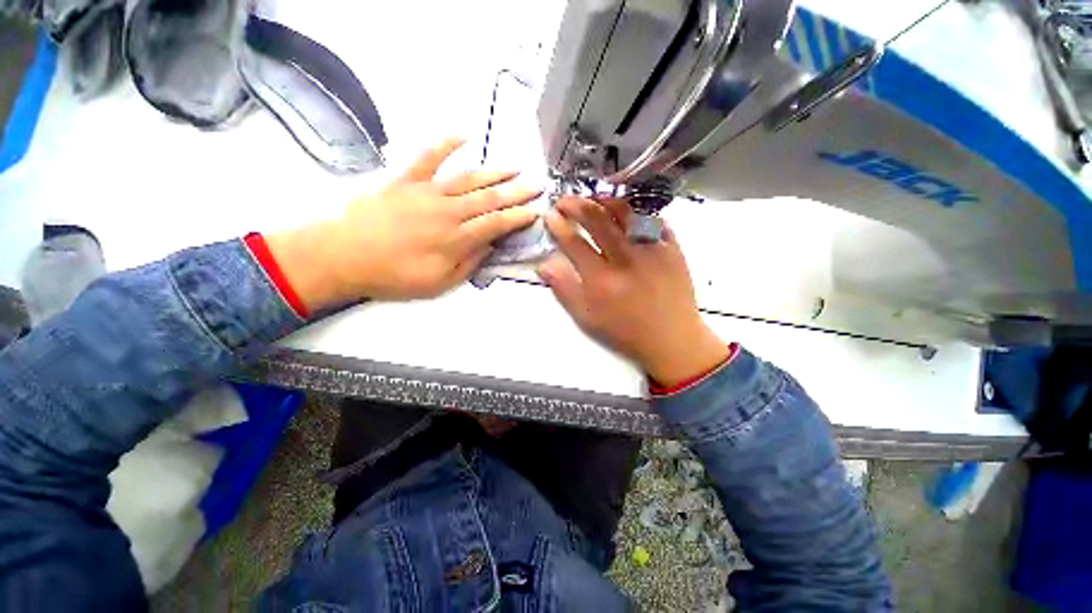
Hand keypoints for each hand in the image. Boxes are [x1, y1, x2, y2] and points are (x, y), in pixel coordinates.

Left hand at [267, 139, 539, 308]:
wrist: (344, 257)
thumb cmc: (394, 276)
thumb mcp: (439, 283)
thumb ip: (468, 264)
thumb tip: (489, 247)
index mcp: (456, 239)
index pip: (496, 224)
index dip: (518, 217)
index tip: (535, 211)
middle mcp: (447, 211)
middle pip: (489, 198)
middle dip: (516, 192)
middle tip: (536, 185)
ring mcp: (427, 192)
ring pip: (468, 179)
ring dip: (494, 172)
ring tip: (515, 167)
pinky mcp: (406, 180)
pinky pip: (428, 157)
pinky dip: (446, 144)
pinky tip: (463, 136)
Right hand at [538, 196, 729, 387]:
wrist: (672, 338)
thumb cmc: (625, 331)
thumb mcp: (587, 318)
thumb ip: (564, 290)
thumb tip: (544, 265)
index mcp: (602, 279)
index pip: (574, 242)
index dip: (558, 226)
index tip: (550, 216)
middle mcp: (626, 259)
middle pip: (597, 219)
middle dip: (576, 204)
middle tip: (565, 201)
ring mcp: (652, 250)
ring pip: (625, 212)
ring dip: (604, 201)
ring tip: (593, 200)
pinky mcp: (672, 247)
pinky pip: (652, 219)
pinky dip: (635, 211)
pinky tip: (626, 213)